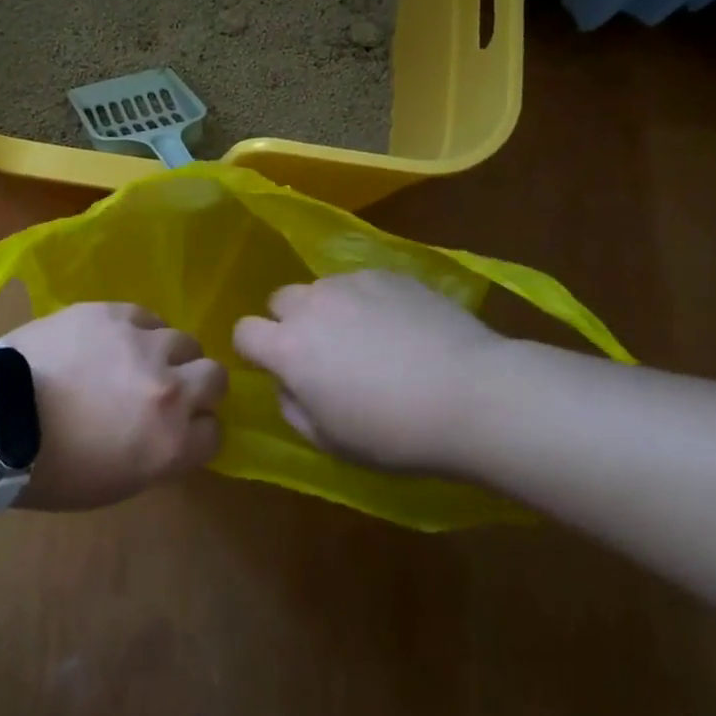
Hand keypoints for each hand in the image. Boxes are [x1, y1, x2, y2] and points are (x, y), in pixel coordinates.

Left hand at [0, 302, 226, 510]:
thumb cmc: (50, 468)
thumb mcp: (118, 482)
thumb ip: (159, 454)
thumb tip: (171, 432)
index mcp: (172, 443)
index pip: (215, 432)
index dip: (197, 431)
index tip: (180, 430)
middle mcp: (170, 389)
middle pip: (215, 377)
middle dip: (199, 386)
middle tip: (167, 391)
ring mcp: (143, 344)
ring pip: (184, 339)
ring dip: (169, 354)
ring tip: (137, 360)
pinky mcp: (113, 313)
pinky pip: (146, 316)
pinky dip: (138, 330)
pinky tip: (114, 340)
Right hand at [232, 270, 505, 473]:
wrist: (472, 394)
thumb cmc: (394, 432)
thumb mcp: (331, 441)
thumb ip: (293, 408)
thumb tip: (287, 384)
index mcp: (288, 348)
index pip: (243, 331)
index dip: (255, 349)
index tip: (277, 367)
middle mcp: (312, 304)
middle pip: (280, 300)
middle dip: (290, 323)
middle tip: (324, 354)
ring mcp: (352, 283)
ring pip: (321, 289)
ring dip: (329, 310)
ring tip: (368, 339)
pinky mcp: (389, 274)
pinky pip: (361, 284)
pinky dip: (367, 302)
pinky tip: (400, 328)